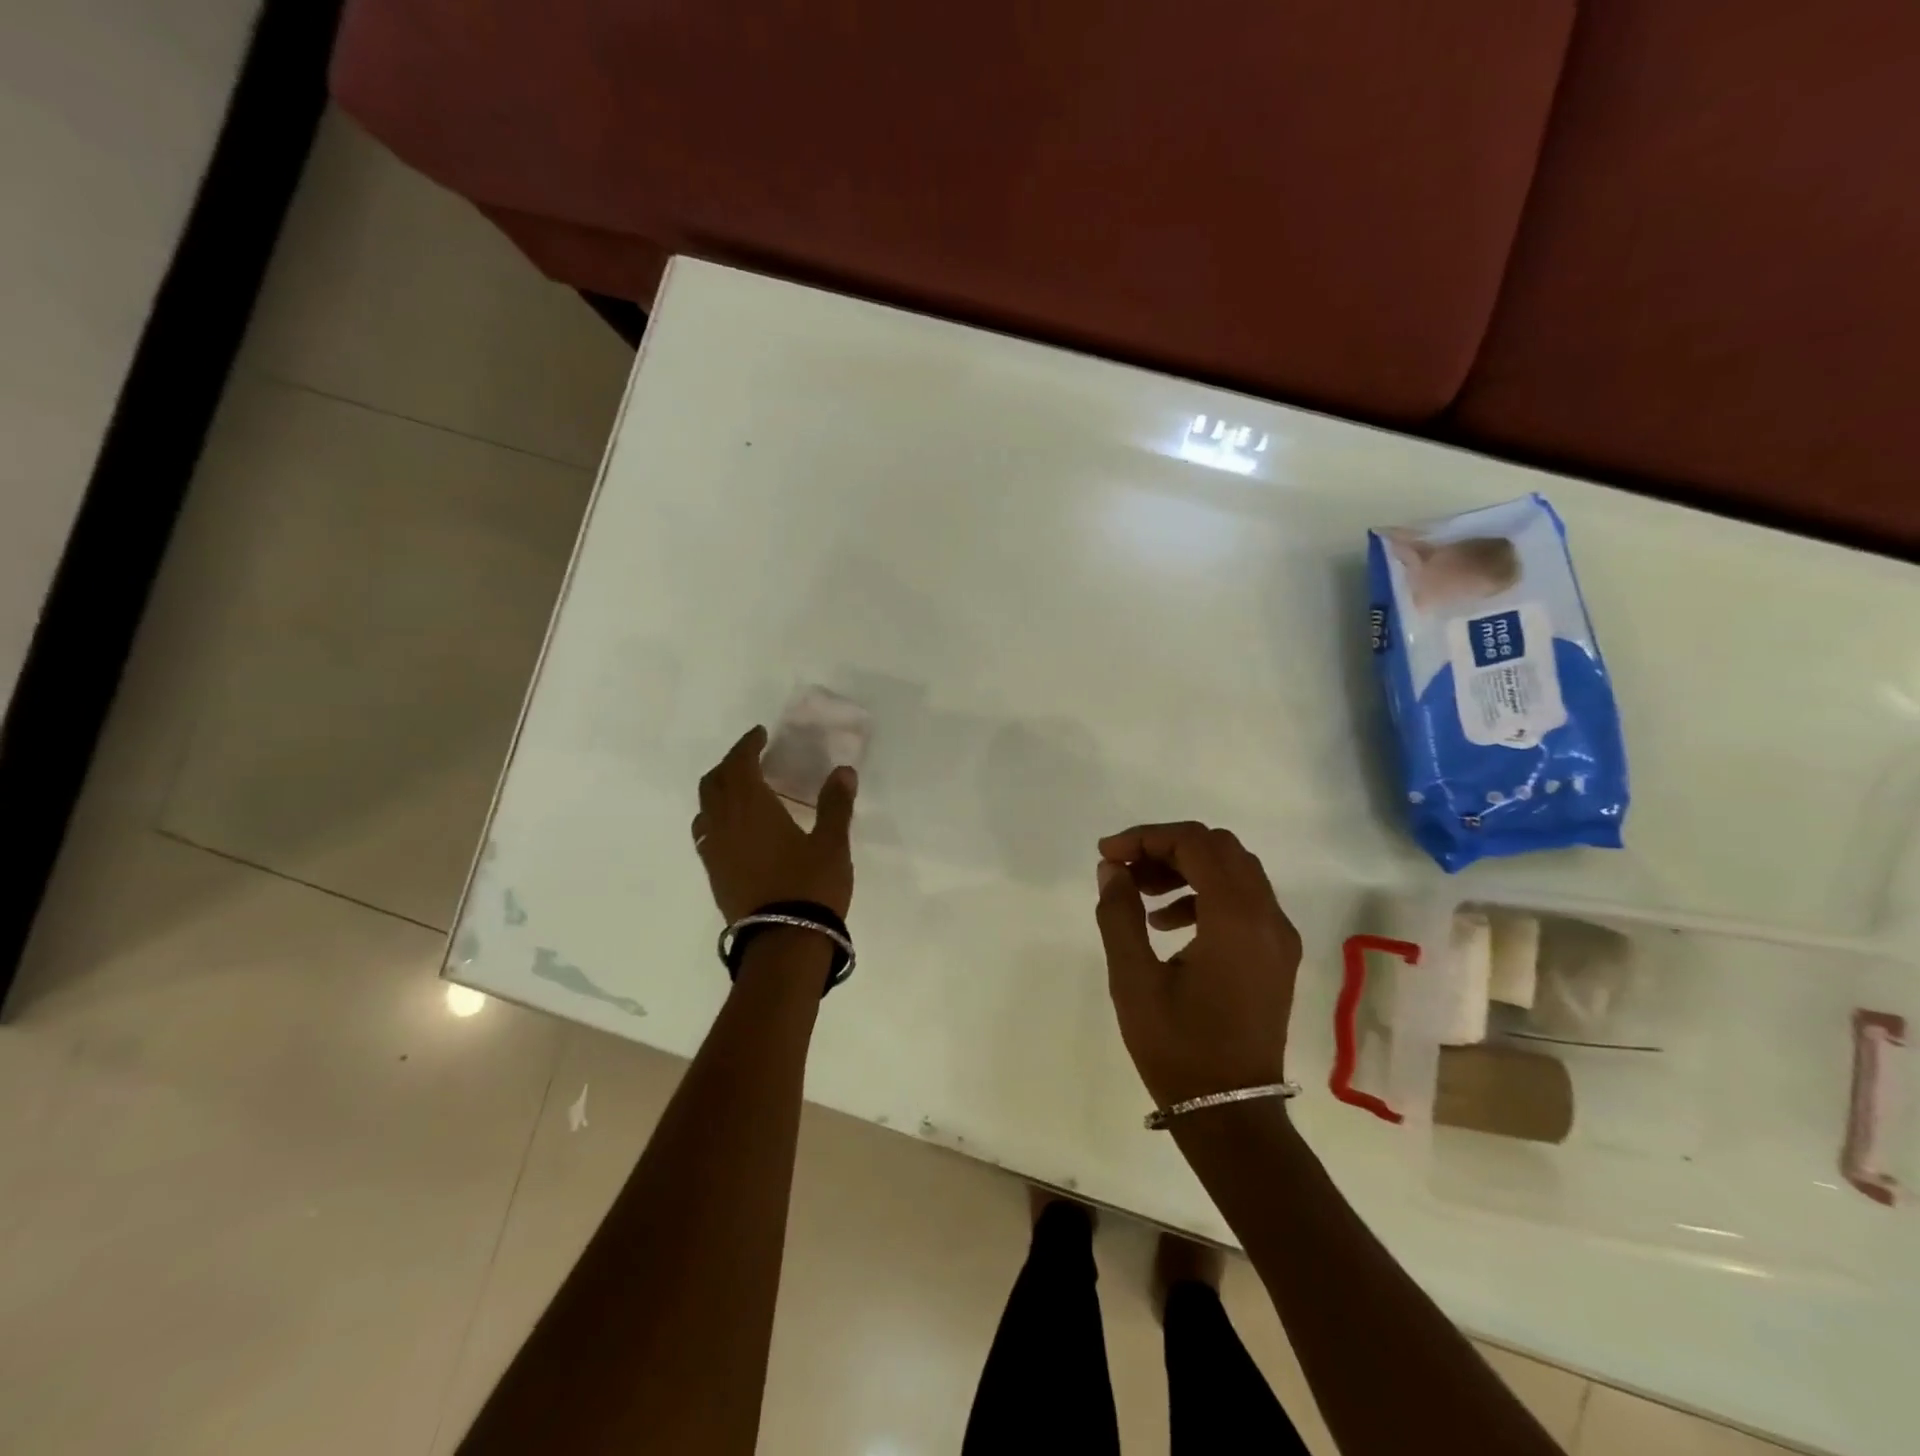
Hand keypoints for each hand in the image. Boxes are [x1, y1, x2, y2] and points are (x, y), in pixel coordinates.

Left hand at [693, 727, 856, 921]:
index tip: (760, 734)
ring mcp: (714, 851)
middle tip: (752, 757)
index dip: (747, 745)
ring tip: (742, 788)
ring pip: (705, 807)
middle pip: (714, 782)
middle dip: (730, 763)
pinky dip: (716, 816)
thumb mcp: (831, 843)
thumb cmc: (810, 886)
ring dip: (719, 788)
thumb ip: (835, 804)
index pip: (739, 764)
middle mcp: (724, 824)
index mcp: (751, 808)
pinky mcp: (715, 874)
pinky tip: (735, 826)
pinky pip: (706, 832)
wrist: (783, 944)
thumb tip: (844, 771)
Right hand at [1094, 822, 1301, 1107]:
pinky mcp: (1277, 956)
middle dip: (1167, 848)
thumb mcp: (1133, 979)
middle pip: (1219, 849)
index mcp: (1236, 918)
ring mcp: (1278, 937)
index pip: (1195, 843)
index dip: (1146, 837)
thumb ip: (1119, 914)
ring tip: (1142, 896)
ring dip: (1186, 869)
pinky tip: (1169, 925)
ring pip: (1234, 871)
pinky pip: (1244, 901)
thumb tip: (1112, 870)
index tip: (1107, 855)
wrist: (1232, 1114)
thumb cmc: (1178, 1047)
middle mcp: (1268, 917)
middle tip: (1125, 871)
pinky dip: (1205, 894)